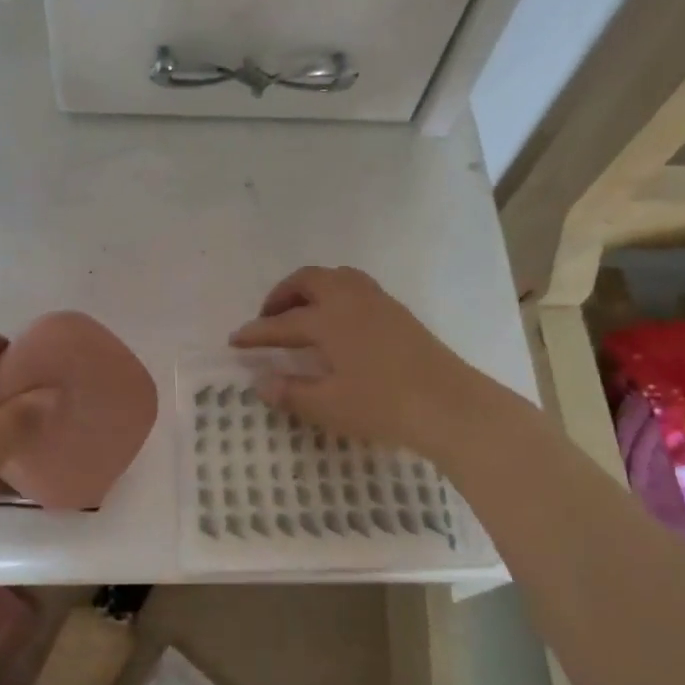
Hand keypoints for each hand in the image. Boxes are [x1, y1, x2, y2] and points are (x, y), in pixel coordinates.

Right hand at [230, 266, 504, 461]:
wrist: (450, 405)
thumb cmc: (383, 406)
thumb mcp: (329, 406)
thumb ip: (291, 392)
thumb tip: (261, 383)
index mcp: (328, 319)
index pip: (281, 324)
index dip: (256, 334)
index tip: (235, 340)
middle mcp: (350, 299)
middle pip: (308, 281)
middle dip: (281, 296)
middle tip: (268, 319)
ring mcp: (378, 301)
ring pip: (335, 277)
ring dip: (310, 289)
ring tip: (301, 313)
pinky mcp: (398, 311)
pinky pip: (356, 286)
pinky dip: (335, 294)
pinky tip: (338, 322)